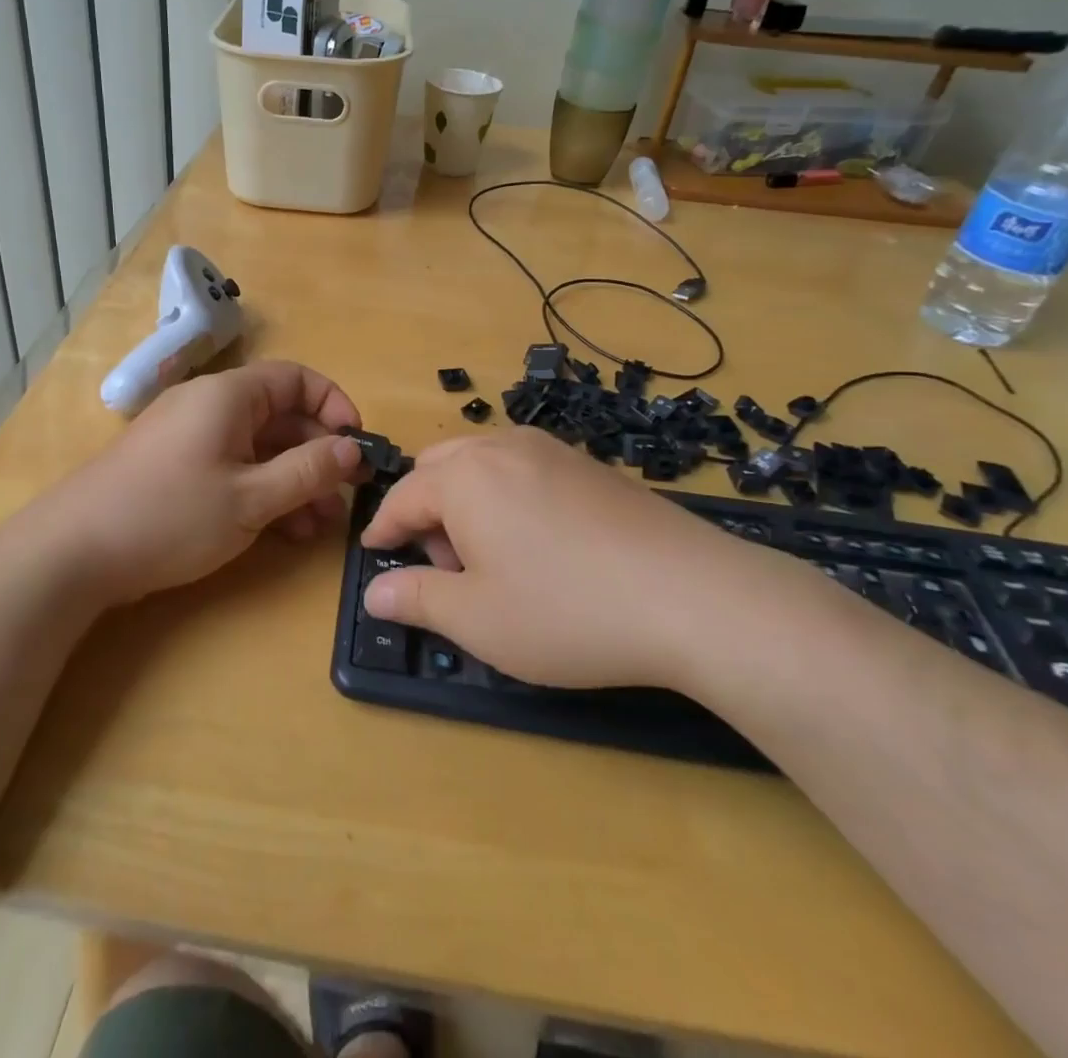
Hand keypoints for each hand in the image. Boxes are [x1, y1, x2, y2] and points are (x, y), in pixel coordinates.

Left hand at [44, 360, 364, 607]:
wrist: (72, 553)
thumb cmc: (170, 515)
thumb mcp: (251, 498)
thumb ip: (308, 471)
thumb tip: (353, 449)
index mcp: (229, 395)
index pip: (297, 379)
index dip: (334, 406)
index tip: (356, 446)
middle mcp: (210, 406)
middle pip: (280, 415)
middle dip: (317, 454)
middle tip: (344, 498)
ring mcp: (190, 438)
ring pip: (258, 447)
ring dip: (294, 480)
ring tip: (320, 525)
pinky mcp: (175, 468)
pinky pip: (233, 467)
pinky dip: (262, 490)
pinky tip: (284, 530)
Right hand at [360, 428, 783, 689]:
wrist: (693, 596)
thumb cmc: (567, 610)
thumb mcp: (478, 620)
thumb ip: (416, 599)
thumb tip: (373, 591)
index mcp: (464, 476)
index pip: (403, 497)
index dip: (383, 529)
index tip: (374, 555)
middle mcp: (502, 447)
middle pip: (439, 467)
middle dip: (425, 510)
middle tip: (442, 564)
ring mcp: (551, 449)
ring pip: (482, 462)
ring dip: (465, 499)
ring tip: (490, 557)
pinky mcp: (590, 464)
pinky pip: (523, 467)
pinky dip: (506, 494)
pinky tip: (538, 542)